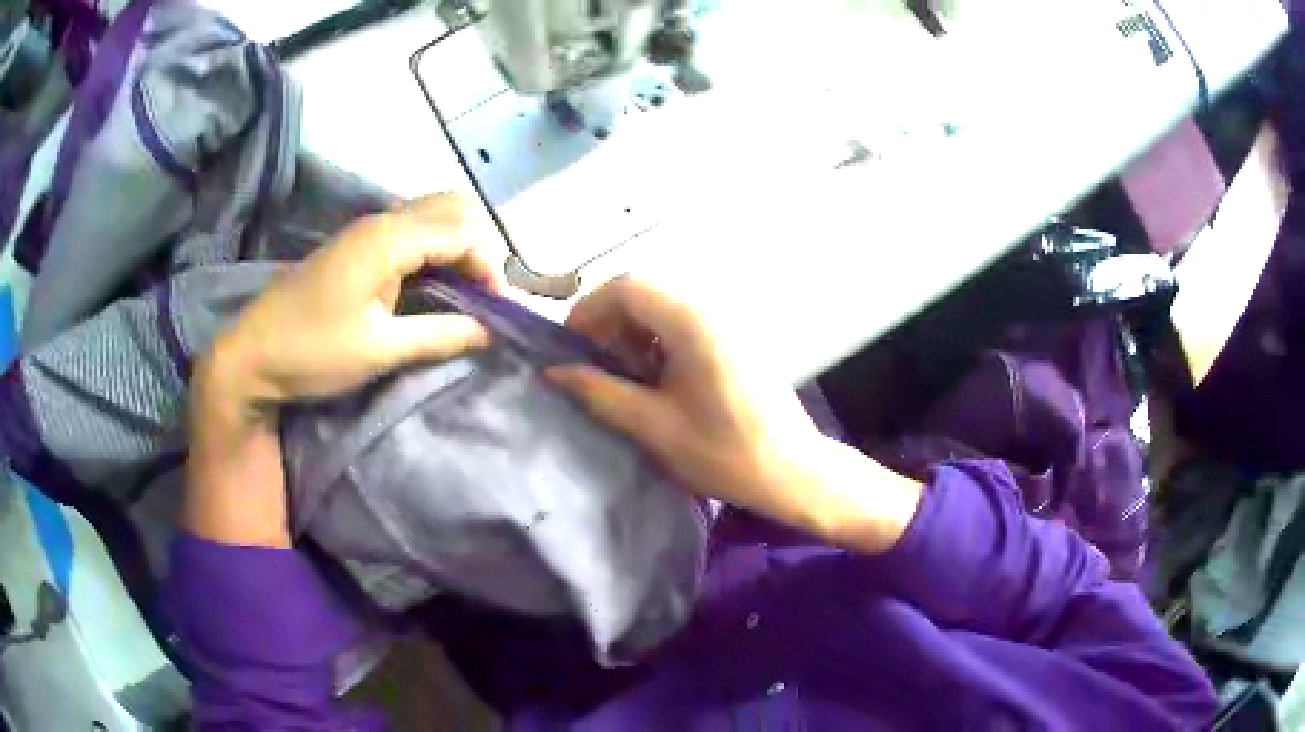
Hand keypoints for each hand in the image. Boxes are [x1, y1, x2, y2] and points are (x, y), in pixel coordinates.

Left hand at [204, 193, 501, 412]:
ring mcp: (367, 231)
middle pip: (453, 207)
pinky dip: (436, 251)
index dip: (490, 267)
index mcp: (387, 239)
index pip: (463, 231)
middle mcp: (381, 222)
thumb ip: (441, 335)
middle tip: (484, 296)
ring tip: (466, 294)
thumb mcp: (380, 350)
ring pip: (433, 216)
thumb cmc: (312, 352)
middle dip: (480, 246)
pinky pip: (413, 232)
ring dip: (458, 247)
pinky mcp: (358, 246)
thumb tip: (492, 330)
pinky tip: (435, 287)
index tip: (498, 312)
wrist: (251, 355)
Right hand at [548, 278, 921, 553]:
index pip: (626, 287)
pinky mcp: (735, 337)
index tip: (571, 350)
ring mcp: (727, 320)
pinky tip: (656, 379)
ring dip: (634, 332)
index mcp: (691, 320)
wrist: (792, 471)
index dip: (589, 311)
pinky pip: (685, 322)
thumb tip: (554, 372)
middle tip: (595, 367)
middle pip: (644, 292)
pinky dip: (659, 340)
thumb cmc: (723, 452)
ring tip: (624, 377)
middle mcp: (710, 308)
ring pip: (663, 306)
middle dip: (609, 322)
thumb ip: (599, 392)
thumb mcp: (652, 425)